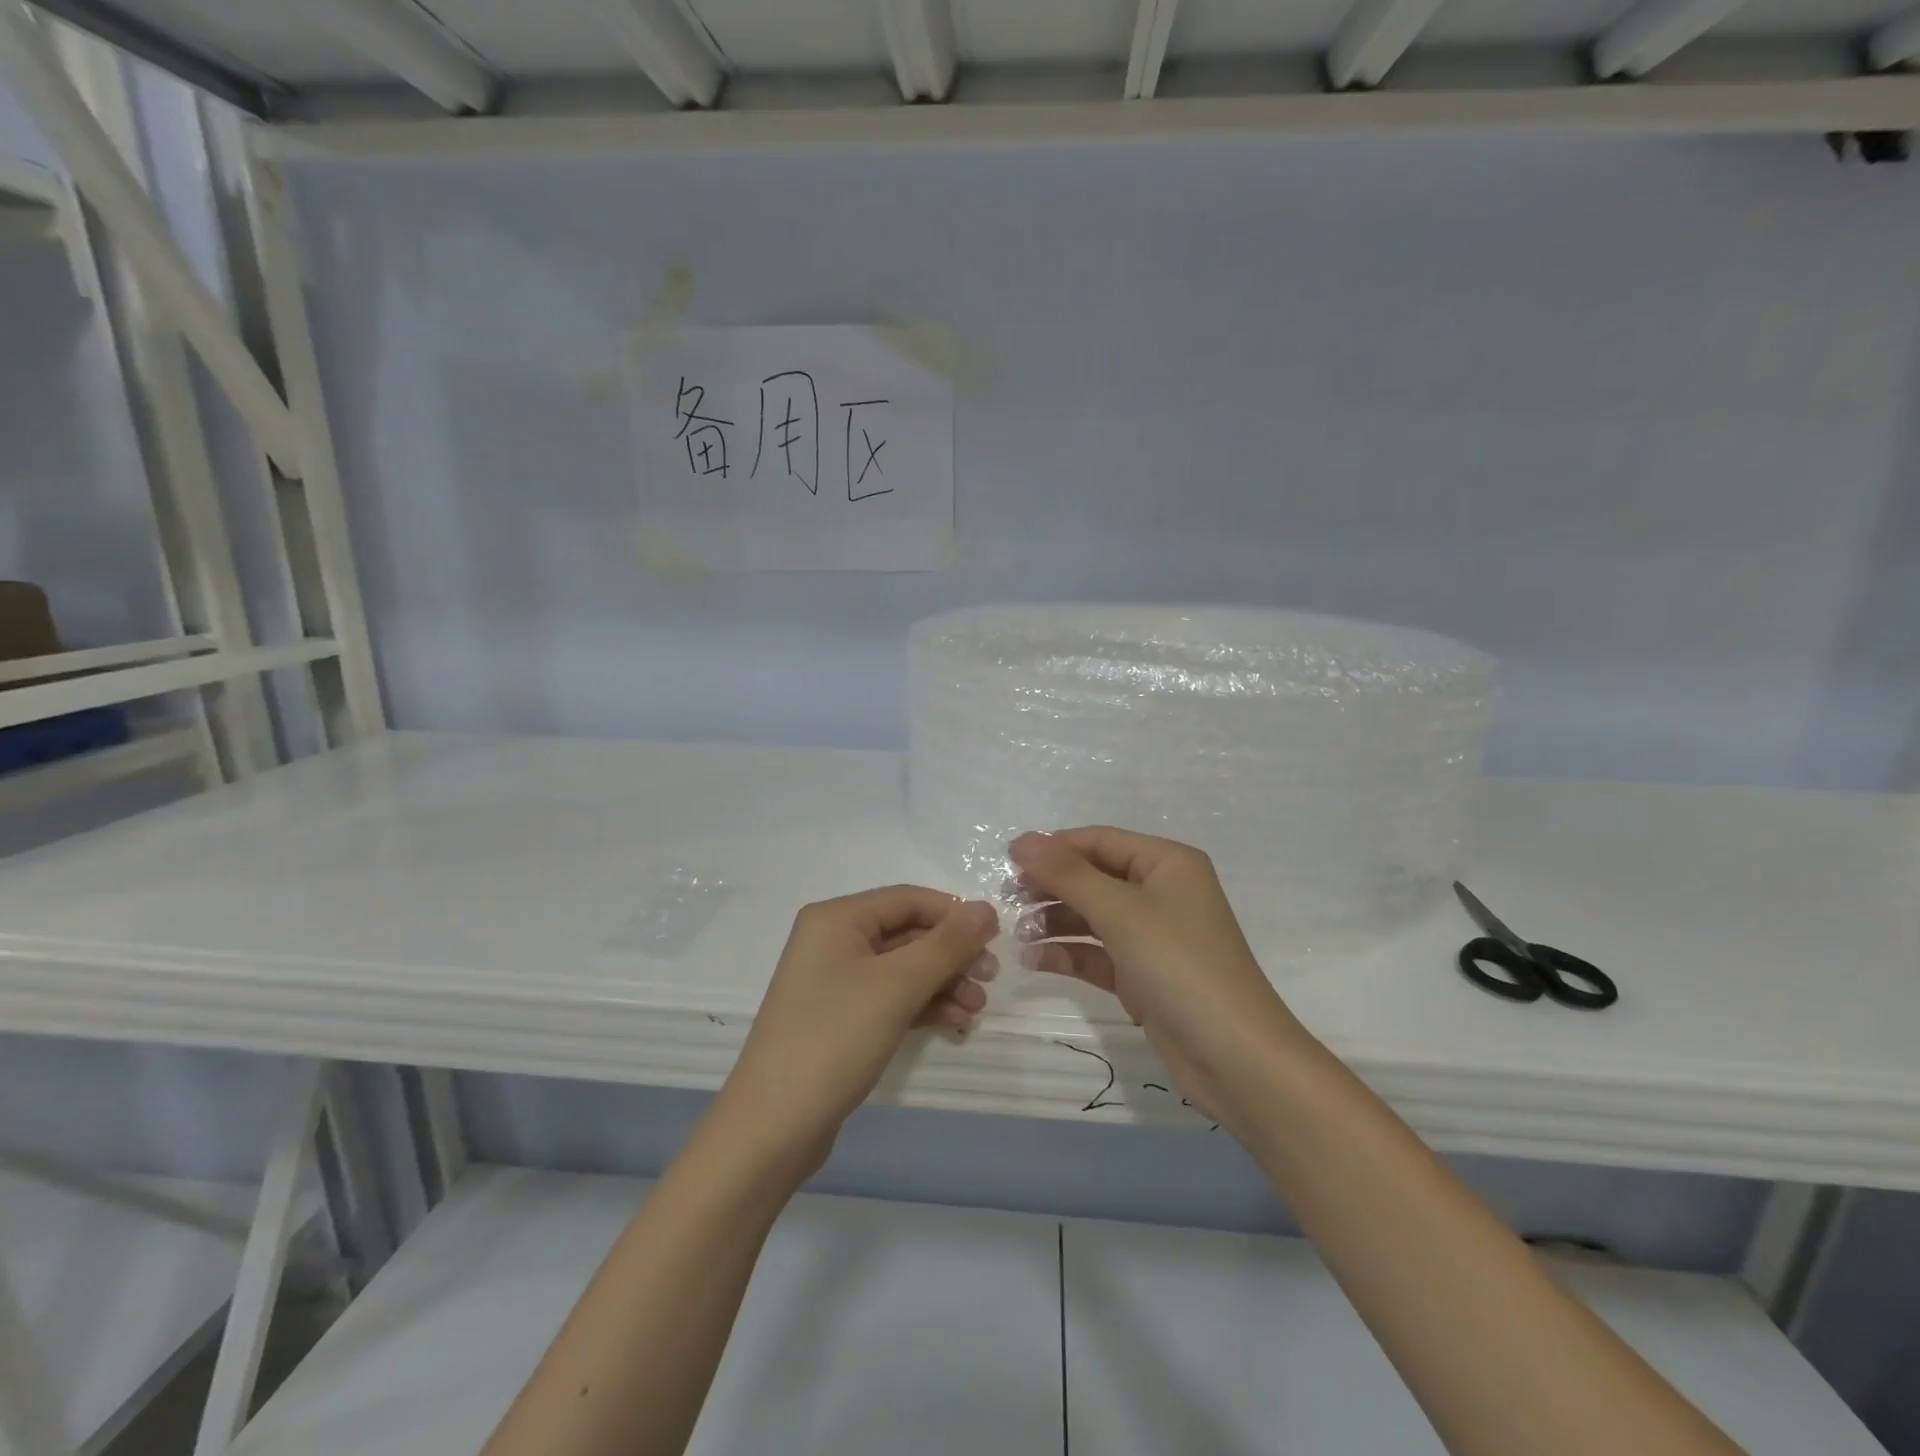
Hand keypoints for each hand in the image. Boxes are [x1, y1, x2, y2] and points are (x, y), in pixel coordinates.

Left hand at [717, 887, 997, 1171]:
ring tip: (977, 1009)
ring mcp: (836, 982)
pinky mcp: (841, 1019)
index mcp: (837, 919)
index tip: (996, 938)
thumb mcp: (896, 986)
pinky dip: (924, 1006)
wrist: (774, 1128)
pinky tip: (955, 1023)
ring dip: (943, 983)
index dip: (953, 914)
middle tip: (990, 978)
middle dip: (951, 955)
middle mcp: (834, 941)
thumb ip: (946, 945)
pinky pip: (891, 998)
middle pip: (907, 933)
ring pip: (903, 969)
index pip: (908, 899)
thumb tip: (986, 909)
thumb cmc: (834, 1039)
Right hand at [1009, 827, 1306, 1129]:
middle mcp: (1162, 893)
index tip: (1008, 861)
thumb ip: (1067, 874)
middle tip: (1008, 898)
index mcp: (1167, 864)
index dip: (1054, 848)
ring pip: (1093, 916)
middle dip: (1052, 886)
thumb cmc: (1180, 966)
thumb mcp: (1120, 912)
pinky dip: (1069, 953)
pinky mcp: (1144, 976)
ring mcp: (1154, 937)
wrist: (1235, 1058)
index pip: (1099, 841)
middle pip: (1094, 877)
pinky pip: (1098, 953)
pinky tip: (1035, 959)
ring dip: (1055, 920)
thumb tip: (1022, 839)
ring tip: (1018, 932)